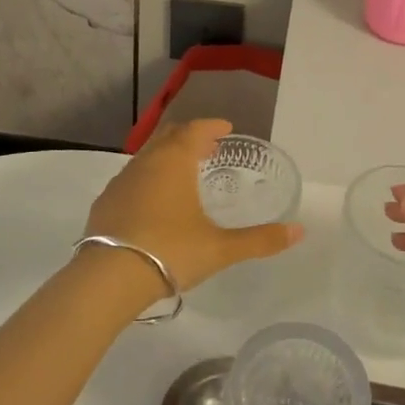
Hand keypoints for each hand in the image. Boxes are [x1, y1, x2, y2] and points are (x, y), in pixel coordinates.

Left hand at [83, 119, 302, 291]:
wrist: (108, 278)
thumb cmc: (171, 251)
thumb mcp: (220, 248)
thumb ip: (260, 240)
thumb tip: (299, 231)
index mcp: (174, 161)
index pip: (195, 129)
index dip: (212, 126)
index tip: (226, 128)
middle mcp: (146, 162)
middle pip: (169, 137)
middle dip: (190, 137)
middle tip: (209, 147)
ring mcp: (121, 182)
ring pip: (147, 157)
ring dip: (167, 157)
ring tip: (184, 174)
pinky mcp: (105, 203)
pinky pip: (131, 179)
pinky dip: (148, 179)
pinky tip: (154, 203)